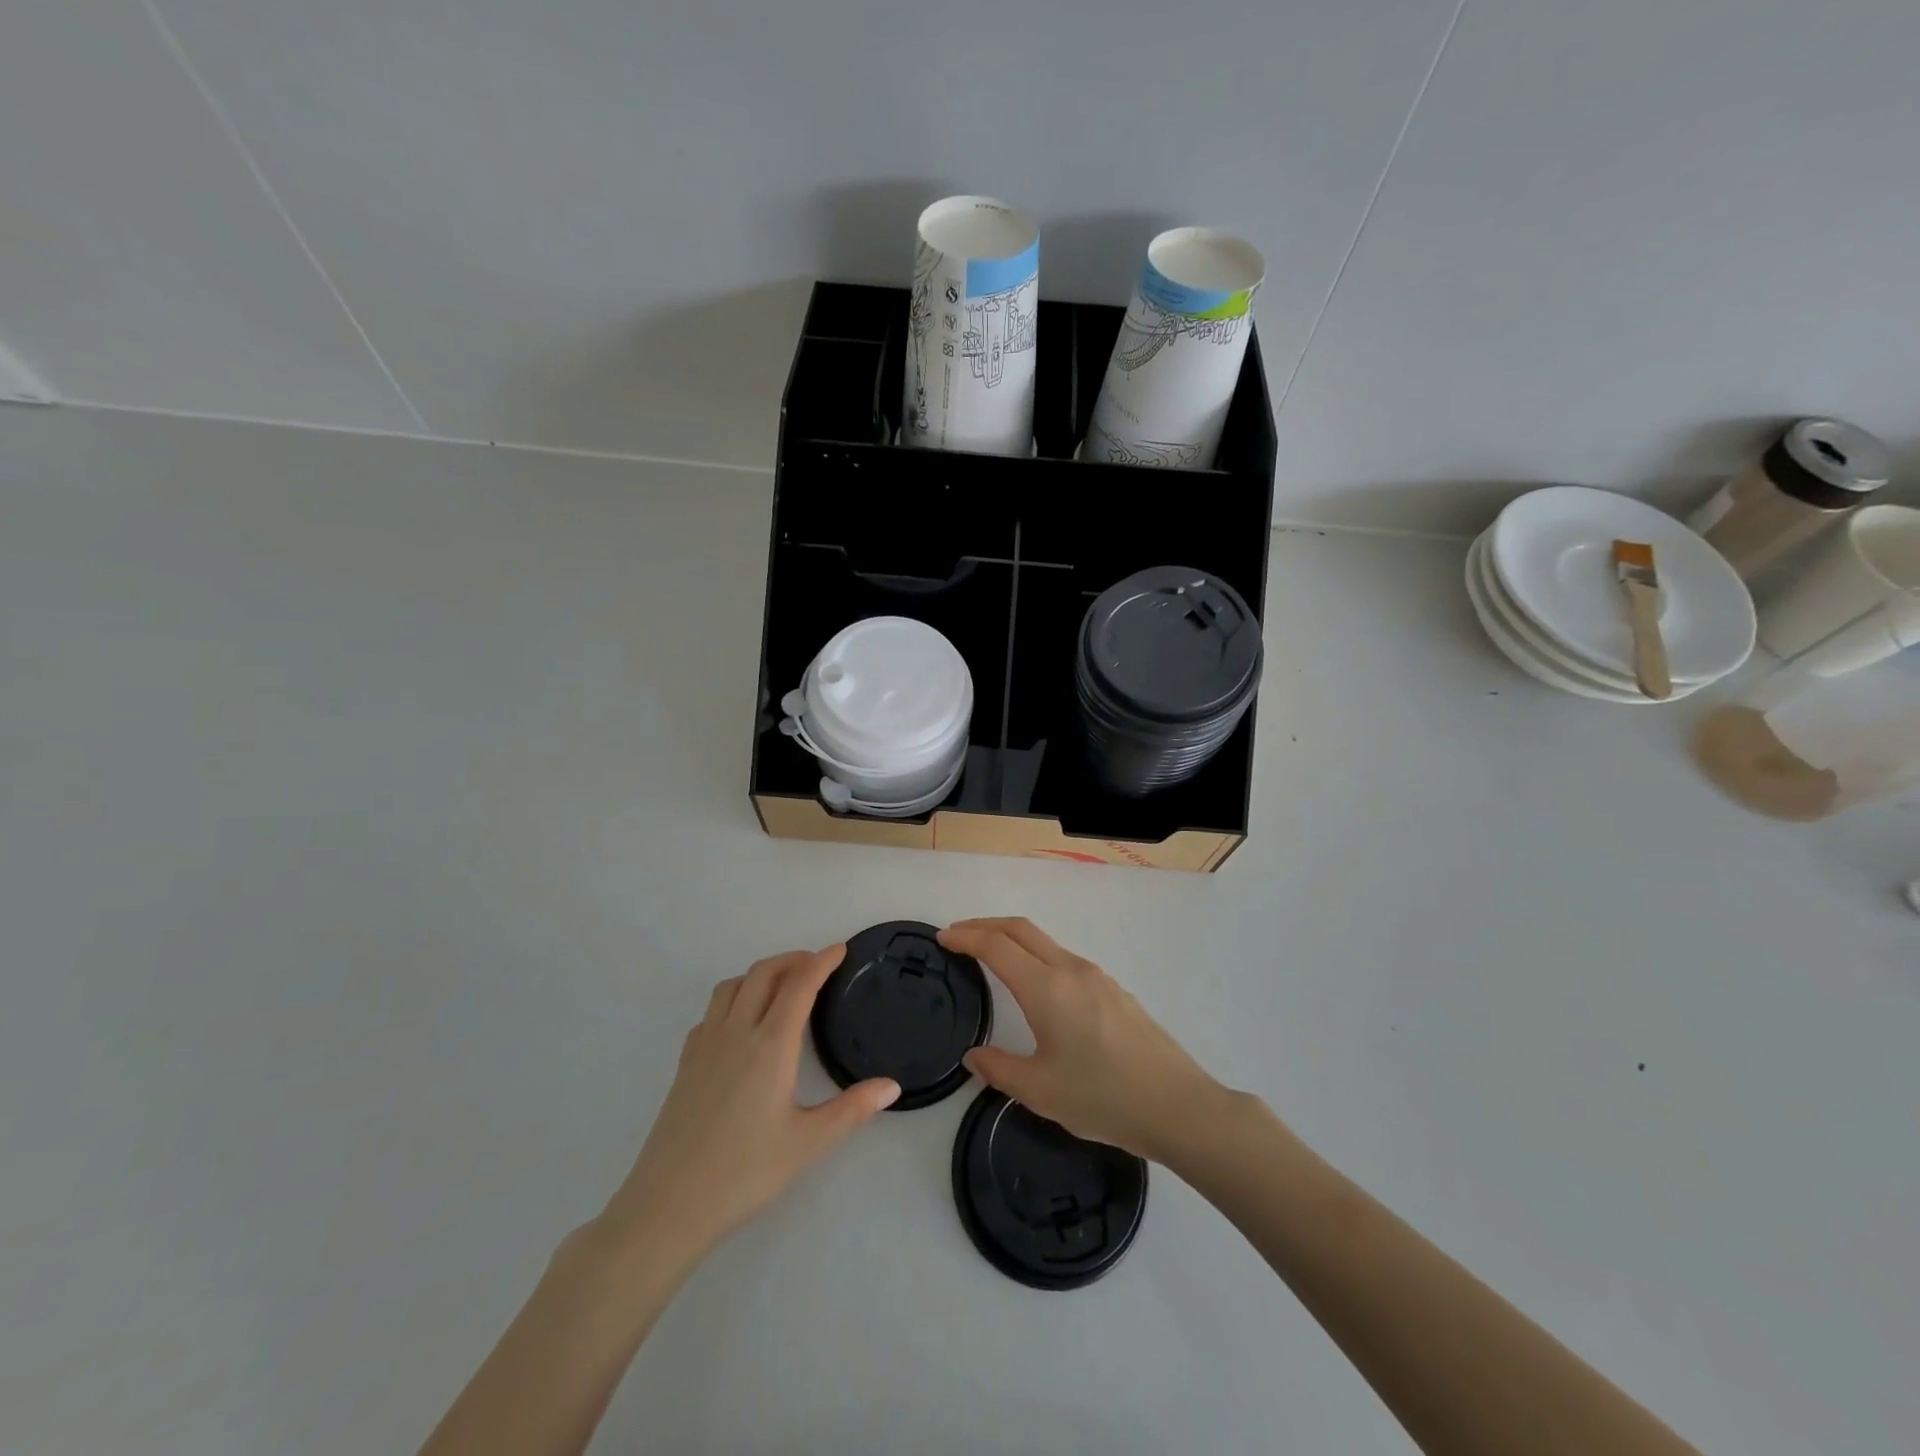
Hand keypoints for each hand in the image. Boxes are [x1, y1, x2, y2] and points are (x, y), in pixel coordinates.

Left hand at [601, 947, 899, 1254]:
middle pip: (763, 973)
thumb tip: (892, 1086)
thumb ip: (852, 1109)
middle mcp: (736, 1032)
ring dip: (760, 973)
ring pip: (732, 985)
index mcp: (770, 1045)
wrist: (668, 1205)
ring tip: (782, 986)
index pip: (799, 985)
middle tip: (817, 965)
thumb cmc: (744, 1173)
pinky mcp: (685, 1062)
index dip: (821, 962)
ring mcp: (705, 1045)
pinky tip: (742, 1024)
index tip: (840, 949)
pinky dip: (734, 998)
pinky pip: (712, 1011)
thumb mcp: (808, 1143)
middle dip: (792, 959)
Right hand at [939, 918, 1227, 1162]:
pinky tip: (1035, 986)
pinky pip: (1064, 959)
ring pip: (1045, 941)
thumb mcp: (1040, 1091)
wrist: (1177, 1105)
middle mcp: (1070, 970)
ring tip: (991, 957)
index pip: (996, 946)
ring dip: (1012, 939)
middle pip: (1021, 929)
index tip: (943, 938)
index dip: (966, 937)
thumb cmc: (1102, 1098)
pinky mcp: (1114, 990)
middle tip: (958, 936)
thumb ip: (1000, 1069)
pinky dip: (1036, 955)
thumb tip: (975, 1056)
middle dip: (985, 926)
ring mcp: (1096, 977)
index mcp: (1046, 988)